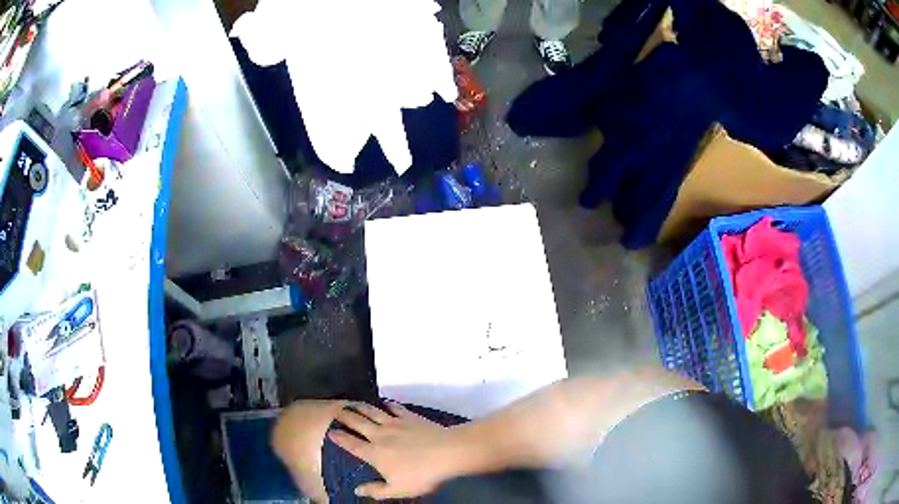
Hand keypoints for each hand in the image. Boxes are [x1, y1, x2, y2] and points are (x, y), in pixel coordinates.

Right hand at [329, 401, 459, 499]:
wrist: (447, 453)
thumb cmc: (421, 475)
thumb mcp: (397, 490)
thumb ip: (376, 490)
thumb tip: (356, 489)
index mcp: (374, 453)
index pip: (351, 443)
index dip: (339, 437)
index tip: (330, 432)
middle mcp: (379, 435)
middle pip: (357, 422)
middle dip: (344, 416)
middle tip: (336, 411)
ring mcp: (395, 423)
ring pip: (372, 411)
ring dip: (360, 406)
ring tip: (352, 403)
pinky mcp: (410, 416)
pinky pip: (395, 407)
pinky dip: (387, 404)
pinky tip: (384, 402)